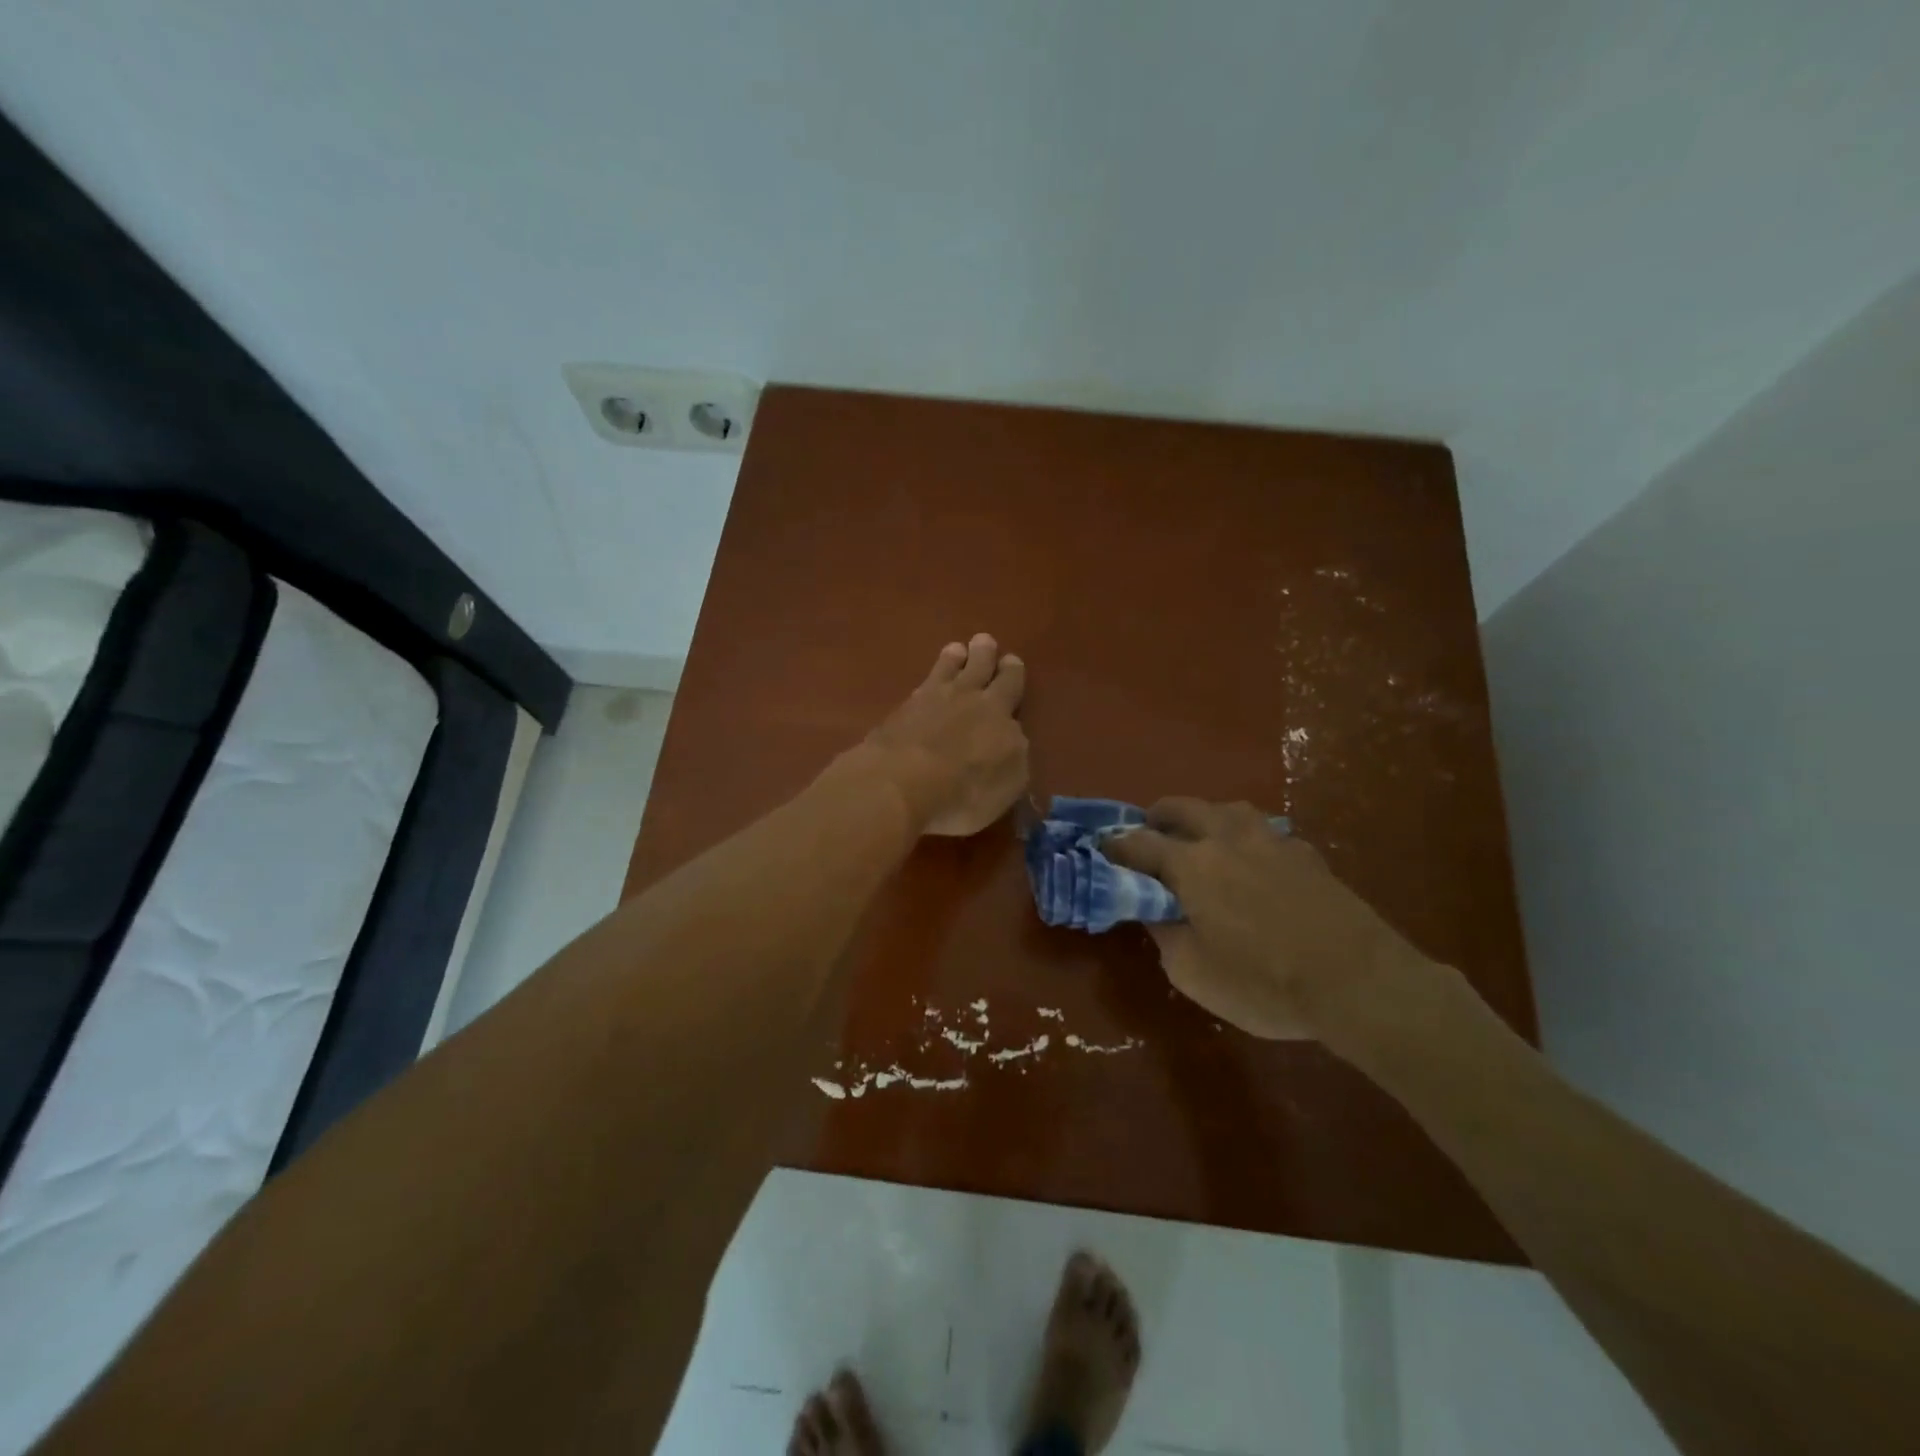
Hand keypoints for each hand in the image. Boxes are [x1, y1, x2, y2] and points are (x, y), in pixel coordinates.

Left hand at [861, 634, 1028, 836]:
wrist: (901, 784)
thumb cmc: (964, 792)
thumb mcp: (1008, 784)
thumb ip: (1014, 755)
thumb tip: (1010, 736)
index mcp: (999, 713)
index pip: (1011, 684)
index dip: (1012, 672)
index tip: (1011, 662)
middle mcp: (967, 697)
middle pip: (980, 667)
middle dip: (985, 654)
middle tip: (984, 641)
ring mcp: (930, 699)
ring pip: (948, 668)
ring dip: (955, 658)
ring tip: (957, 650)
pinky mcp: (900, 711)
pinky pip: (921, 686)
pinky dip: (928, 681)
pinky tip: (926, 685)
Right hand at [1105, 798, 1435, 1044]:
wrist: (1358, 982)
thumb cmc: (1263, 982)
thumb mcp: (1192, 972)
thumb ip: (1163, 932)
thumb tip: (1152, 907)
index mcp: (1191, 864)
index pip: (1139, 842)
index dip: (1116, 845)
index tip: (1103, 849)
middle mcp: (1226, 838)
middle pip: (1182, 807)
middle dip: (1157, 817)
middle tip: (1150, 836)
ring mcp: (1271, 840)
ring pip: (1228, 809)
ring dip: (1205, 818)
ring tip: (1203, 841)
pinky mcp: (1306, 853)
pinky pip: (1265, 832)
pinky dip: (1247, 839)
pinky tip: (1256, 863)